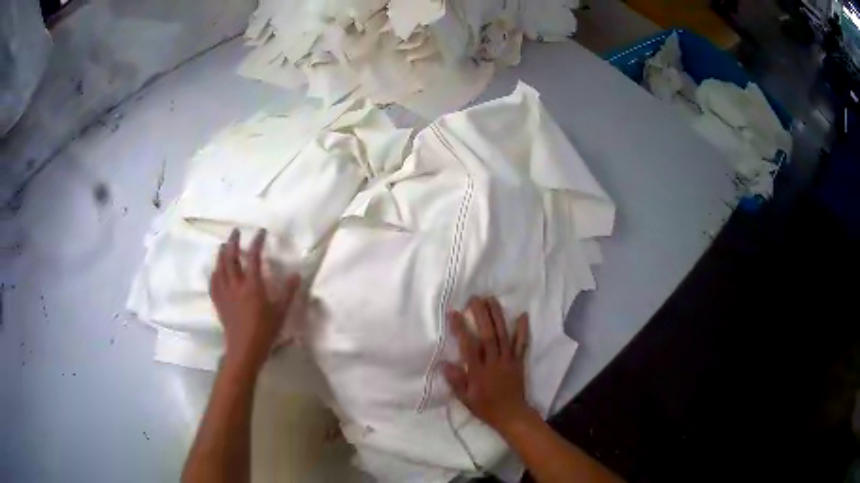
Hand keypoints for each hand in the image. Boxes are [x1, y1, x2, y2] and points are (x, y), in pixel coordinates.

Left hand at [209, 228, 300, 372]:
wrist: (244, 350)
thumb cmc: (265, 331)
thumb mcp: (281, 312)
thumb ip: (288, 292)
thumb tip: (296, 274)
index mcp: (252, 286)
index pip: (254, 257)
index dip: (257, 242)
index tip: (261, 232)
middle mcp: (236, 285)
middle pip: (231, 258)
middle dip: (233, 242)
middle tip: (236, 232)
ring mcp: (225, 293)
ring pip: (220, 268)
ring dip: (221, 254)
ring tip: (224, 245)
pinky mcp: (218, 302)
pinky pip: (213, 283)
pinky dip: (214, 273)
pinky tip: (215, 270)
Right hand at [442, 297, 534, 433]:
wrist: (512, 415)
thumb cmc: (486, 407)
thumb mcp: (466, 399)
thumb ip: (456, 381)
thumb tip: (444, 363)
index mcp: (479, 372)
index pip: (469, 346)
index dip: (461, 328)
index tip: (454, 313)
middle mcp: (494, 362)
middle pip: (488, 335)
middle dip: (481, 315)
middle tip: (474, 298)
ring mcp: (508, 360)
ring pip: (503, 335)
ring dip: (497, 316)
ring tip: (491, 299)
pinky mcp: (518, 361)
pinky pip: (521, 344)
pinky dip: (522, 330)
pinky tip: (522, 315)